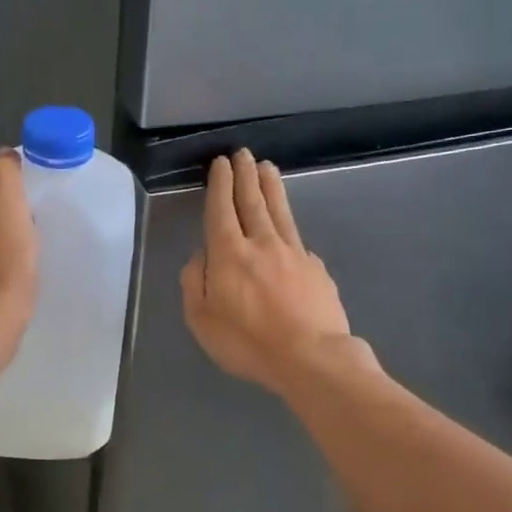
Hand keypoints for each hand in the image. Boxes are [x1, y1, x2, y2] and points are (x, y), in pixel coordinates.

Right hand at [181, 150, 353, 394]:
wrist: (311, 358)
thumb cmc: (248, 343)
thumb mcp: (202, 320)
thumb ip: (195, 283)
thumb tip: (200, 257)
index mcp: (229, 254)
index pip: (222, 209)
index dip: (220, 184)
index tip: (221, 164)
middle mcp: (261, 244)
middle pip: (253, 201)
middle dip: (245, 175)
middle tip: (243, 153)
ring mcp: (294, 253)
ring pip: (279, 211)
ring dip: (271, 187)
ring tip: (267, 168)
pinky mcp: (316, 268)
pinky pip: (297, 240)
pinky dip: (288, 227)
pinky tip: (288, 228)